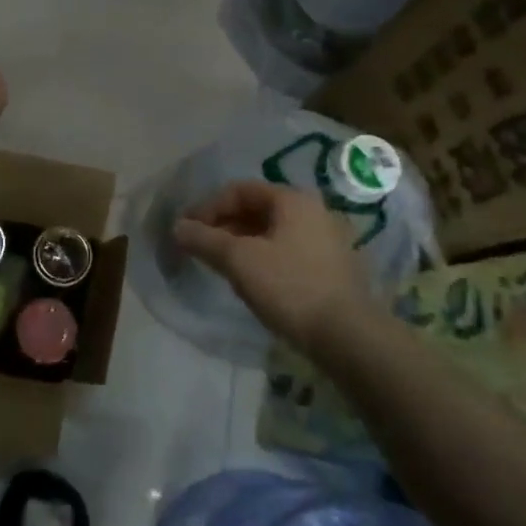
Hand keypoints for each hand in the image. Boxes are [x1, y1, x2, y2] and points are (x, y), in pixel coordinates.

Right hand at [171, 182, 386, 351]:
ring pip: (271, 232)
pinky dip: (262, 257)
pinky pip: (287, 250)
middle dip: (223, 225)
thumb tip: (177, 227)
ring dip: (241, 243)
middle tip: (199, 247)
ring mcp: (326, 239)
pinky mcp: (331, 267)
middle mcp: (314, 211)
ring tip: (219, 265)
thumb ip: (205, 240)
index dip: (207, 207)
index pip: (239, 190)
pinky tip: (250, 280)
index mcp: (293, 199)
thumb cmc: (290, 287)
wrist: (348, 336)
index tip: (186, 230)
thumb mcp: (239, 261)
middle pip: (257, 209)